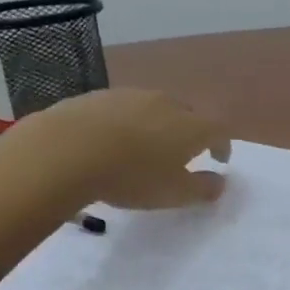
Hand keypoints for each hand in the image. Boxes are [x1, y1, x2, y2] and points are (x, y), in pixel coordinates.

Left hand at [26, 88, 232, 208]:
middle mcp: (166, 103)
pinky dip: (126, 123)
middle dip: (190, 132)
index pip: (218, 130)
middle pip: (187, 114)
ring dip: (157, 125)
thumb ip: (202, 189)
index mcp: (191, 126)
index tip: (220, 159)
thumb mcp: (174, 193)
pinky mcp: (98, 96)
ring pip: (153, 108)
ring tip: (146, 146)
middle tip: (184, 152)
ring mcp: (130, 95)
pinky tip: (112, 140)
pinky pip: (122, 109)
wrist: (67, 149)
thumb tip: (220, 182)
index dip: (223, 145)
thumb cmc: (132, 176)